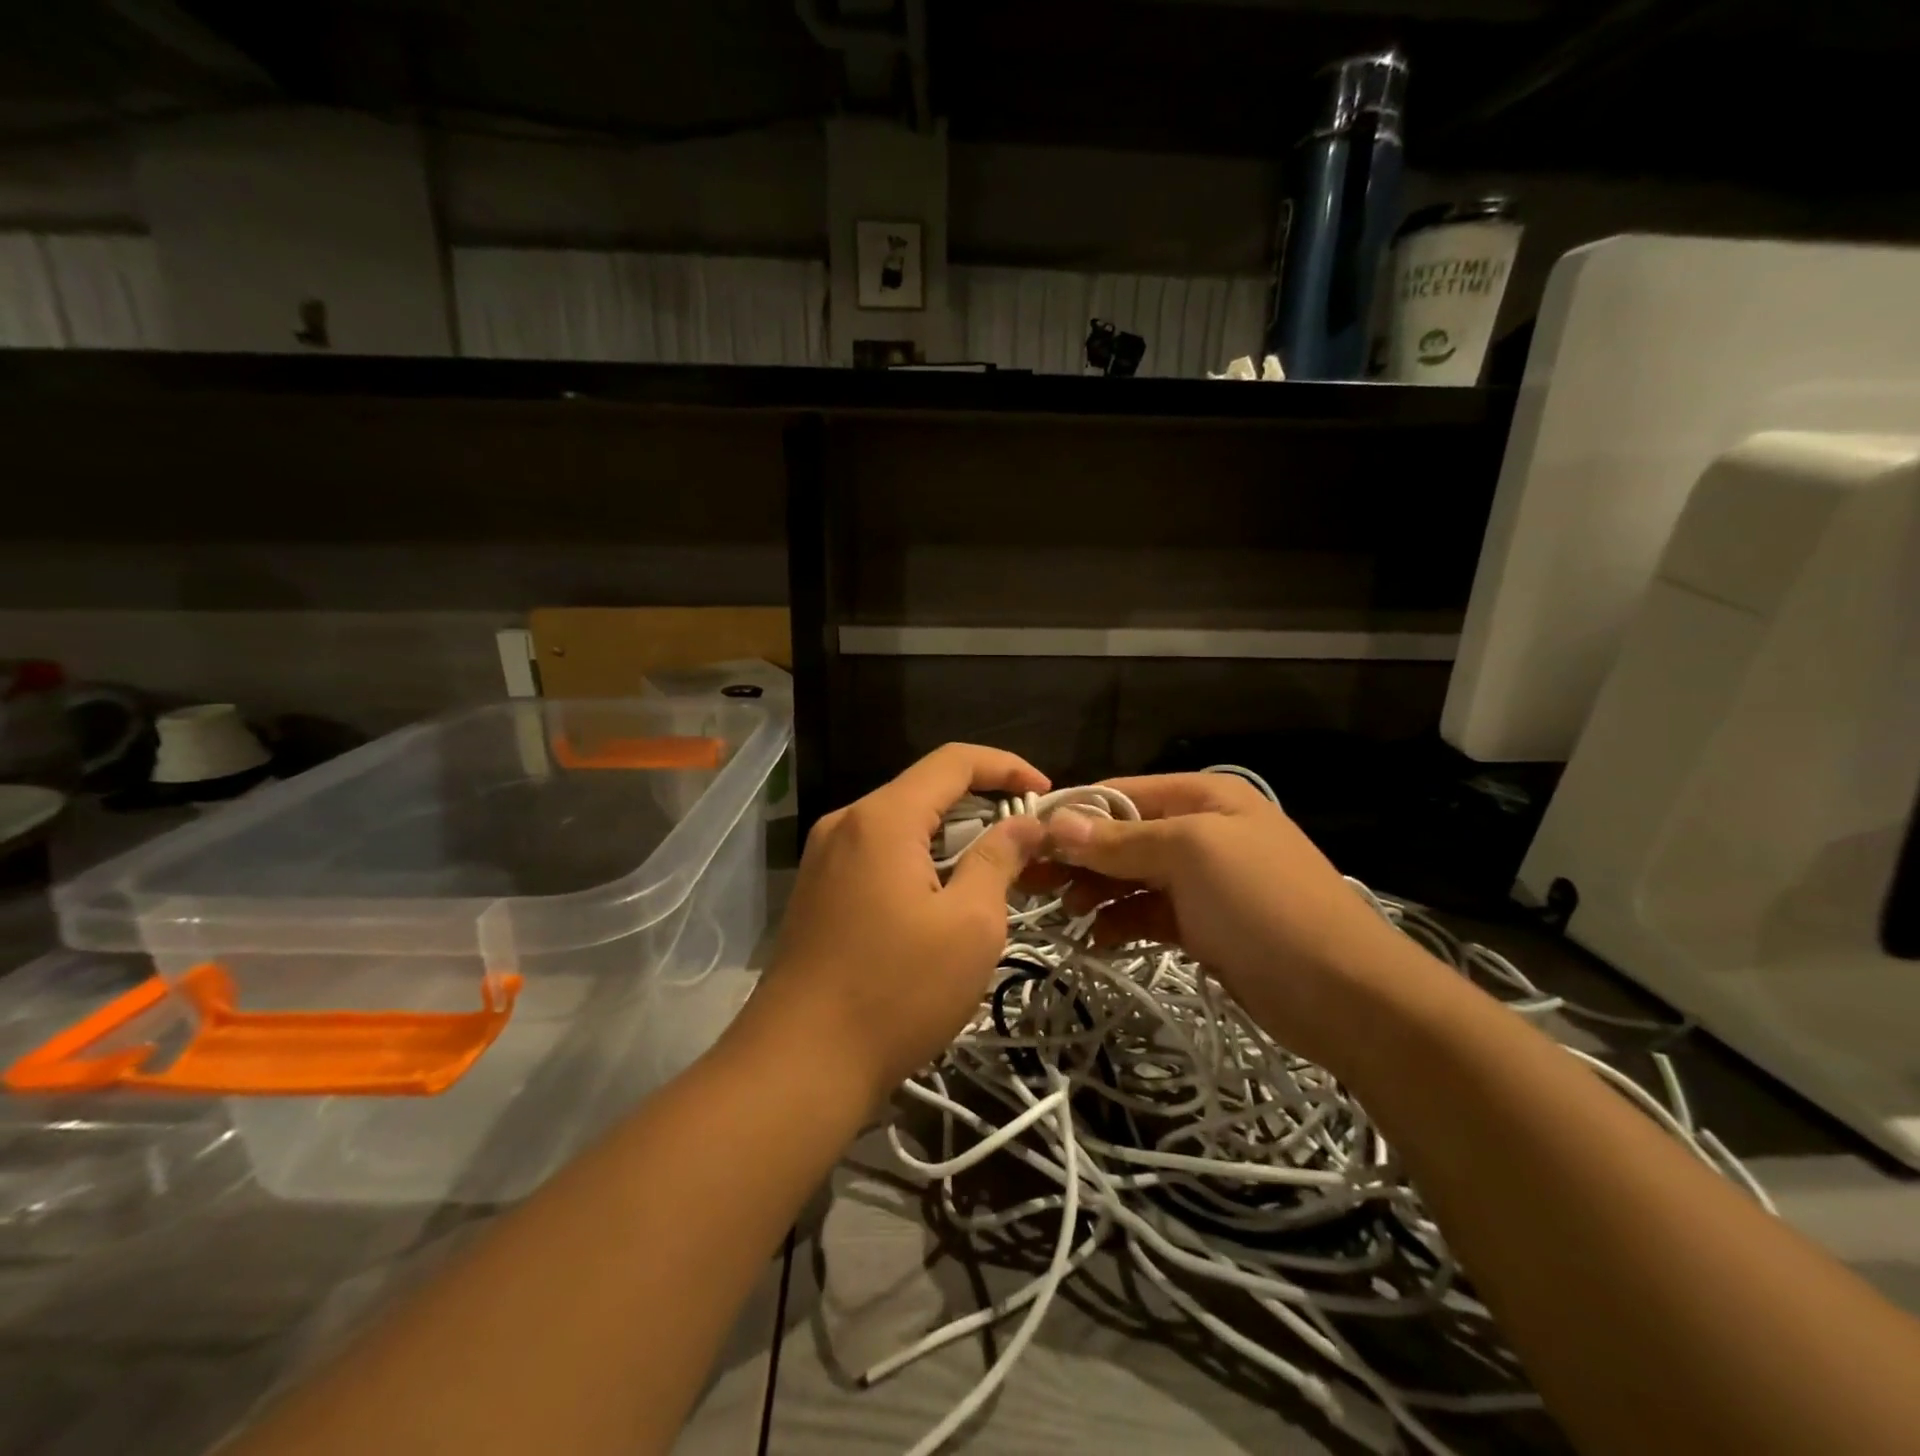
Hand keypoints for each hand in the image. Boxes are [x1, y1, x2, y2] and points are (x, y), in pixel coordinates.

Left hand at [753, 744, 1049, 1098]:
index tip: (1044, 794)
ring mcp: (824, 857)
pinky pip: (878, 854)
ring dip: (951, 837)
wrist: (799, 1065)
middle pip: (924, 790)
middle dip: (982, 805)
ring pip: (901, 824)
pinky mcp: (817, 890)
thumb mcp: (969, 925)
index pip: (953, 761)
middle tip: (1027, 840)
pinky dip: (919, 860)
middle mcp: (846, 823)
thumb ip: (999, 860)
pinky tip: (941, 897)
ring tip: (993, 872)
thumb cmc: (896, 992)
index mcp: (882, 818)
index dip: (1006, 767)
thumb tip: (1026, 824)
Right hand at [1040, 773, 1422, 1066]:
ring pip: (1131, 876)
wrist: (1345, 994)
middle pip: (1122, 835)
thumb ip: (1121, 840)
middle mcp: (1201, 830)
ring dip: (1096, 891)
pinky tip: (1098, 938)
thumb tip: (1057, 824)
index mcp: (1204, 797)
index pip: (1120, 794)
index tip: (1025, 841)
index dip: (1073, 815)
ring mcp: (1203, 880)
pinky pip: (1148, 912)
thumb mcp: (1191, 855)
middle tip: (1032, 884)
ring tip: (1065, 914)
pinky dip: (1121, 921)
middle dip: (1078, 857)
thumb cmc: (1265, 905)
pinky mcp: (1203, 924)